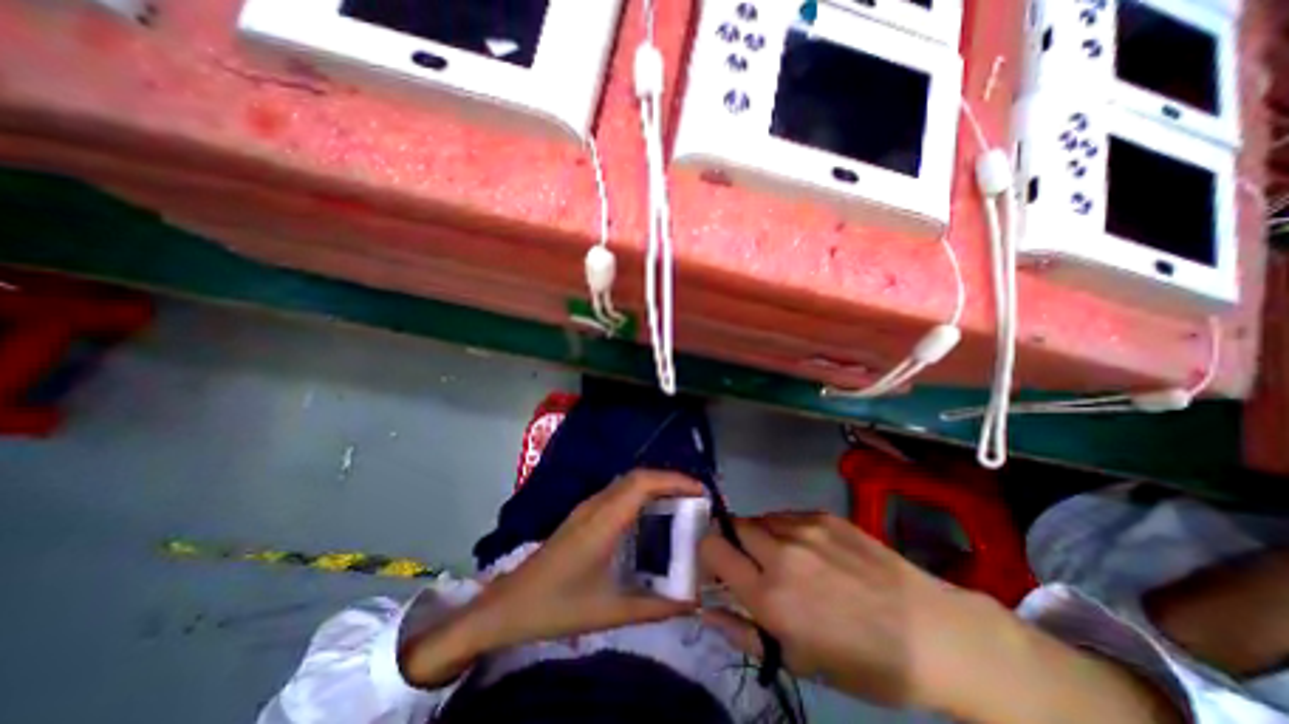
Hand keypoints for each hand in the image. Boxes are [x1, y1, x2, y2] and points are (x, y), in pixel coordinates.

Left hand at [473, 473, 699, 648]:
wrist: (510, 604)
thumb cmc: (558, 606)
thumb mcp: (611, 611)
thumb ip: (656, 606)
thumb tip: (693, 600)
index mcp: (603, 521)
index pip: (642, 483)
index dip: (674, 480)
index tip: (701, 492)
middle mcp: (596, 504)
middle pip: (638, 477)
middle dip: (670, 480)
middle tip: (697, 499)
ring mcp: (588, 506)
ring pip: (628, 482)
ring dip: (656, 485)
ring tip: (681, 504)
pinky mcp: (584, 513)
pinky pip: (619, 492)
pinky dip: (642, 494)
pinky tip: (651, 516)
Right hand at [701, 511, 1001, 710]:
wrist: (931, 633)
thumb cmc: (862, 661)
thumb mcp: (797, 660)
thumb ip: (743, 631)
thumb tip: (708, 608)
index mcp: (768, 594)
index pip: (712, 548)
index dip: (708, 553)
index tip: (717, 565)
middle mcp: (779, 552)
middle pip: (733, 525)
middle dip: (733, 541)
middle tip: (751, 561)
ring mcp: (803, 528)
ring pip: (760, 518)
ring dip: (760, 534)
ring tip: (783, 556)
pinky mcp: (823, 515)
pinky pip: (786, 515)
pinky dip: (785, 529)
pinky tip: (809, 549)